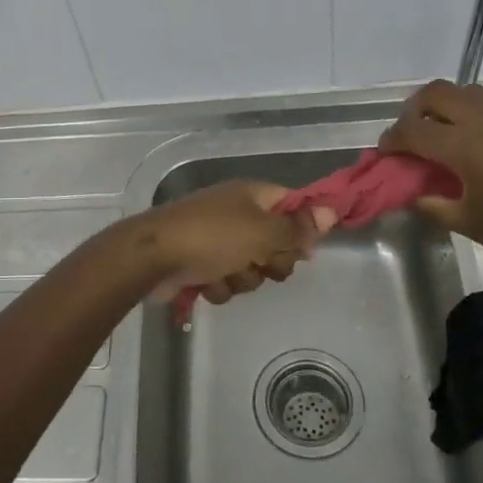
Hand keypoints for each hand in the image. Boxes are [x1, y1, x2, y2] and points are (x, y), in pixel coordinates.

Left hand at [133, 180, 334, 305]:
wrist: (152, 258)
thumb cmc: (211, 237)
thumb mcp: (262, 232)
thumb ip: (297, 228)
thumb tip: (331, 211)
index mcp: (252, 196)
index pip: (292, 206)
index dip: (301, 229)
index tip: (303, 250)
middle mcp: (236, 213)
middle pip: (275, 243)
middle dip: (270, 261)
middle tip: (260, 263)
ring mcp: (217, 239)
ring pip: (251, 268)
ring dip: (242, 277)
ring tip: (225, 273)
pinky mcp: (200, 264)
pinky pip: (227, 281)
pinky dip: (219, 286)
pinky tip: (205, 283)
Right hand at [379, 79, 482, 279]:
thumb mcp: (472, 224)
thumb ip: (434, 205)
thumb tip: (414, 194)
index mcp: (464, 146)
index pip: (412, 130)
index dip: (391, 140)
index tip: (384, 154)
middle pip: (436, 93)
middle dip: (414, 110)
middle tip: (411, 137)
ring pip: (465, 91)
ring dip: (444, 106)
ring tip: (442, 135)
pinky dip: (471, 113)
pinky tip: (476, 145)